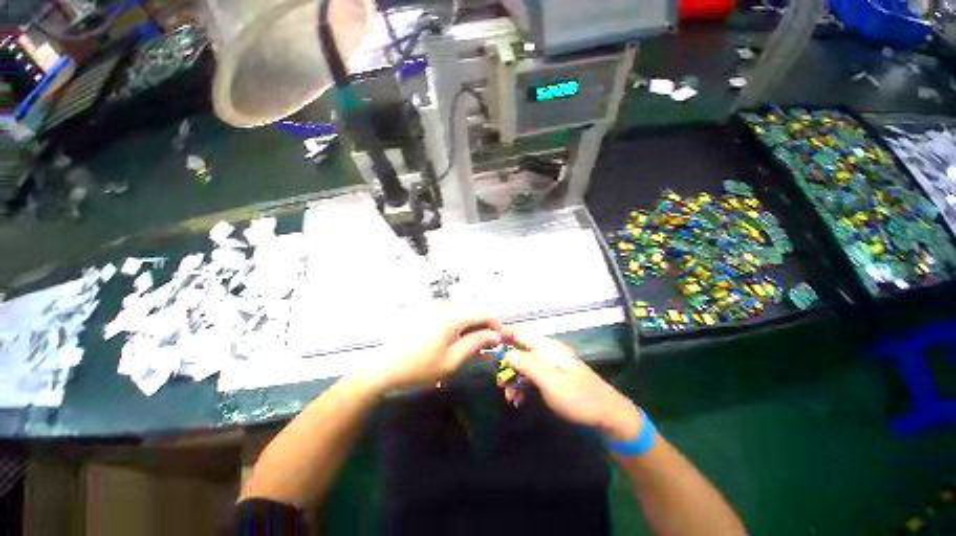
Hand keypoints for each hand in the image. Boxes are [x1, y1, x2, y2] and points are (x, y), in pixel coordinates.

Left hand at [365, 307, 502, 391]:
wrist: (384, 367)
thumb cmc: (420, 367)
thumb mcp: (452, 360)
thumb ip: (475, 344)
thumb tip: (494, 335)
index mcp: (452, 317)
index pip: (482, 313)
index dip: (495, 324)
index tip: (499, 339)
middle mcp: (445, 308)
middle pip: (473, 310)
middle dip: (484, 326)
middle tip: (487, 345)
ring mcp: (434, 310)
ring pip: (462, 313)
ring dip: (472, 327)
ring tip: (473, 347)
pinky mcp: (427, 314)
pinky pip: (451, 316)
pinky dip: (459, 327)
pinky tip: (458, 341)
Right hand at [501, 330, 642, 441]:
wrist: (606, 414)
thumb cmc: (578, 396)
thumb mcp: (550, 381)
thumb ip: (526, 364)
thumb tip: (506, 354)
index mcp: (546, 347)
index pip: (520, 333)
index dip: (504, 334)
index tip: (489, 343)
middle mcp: (546, 352)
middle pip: (518, 351)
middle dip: (507, 365)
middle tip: (501, 384)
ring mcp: (549, 365)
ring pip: (523, 365)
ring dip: (513, 379)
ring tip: (510, 398)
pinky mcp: (552, 377)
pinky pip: (531, 377)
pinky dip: (522, 386)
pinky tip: (519, 400)